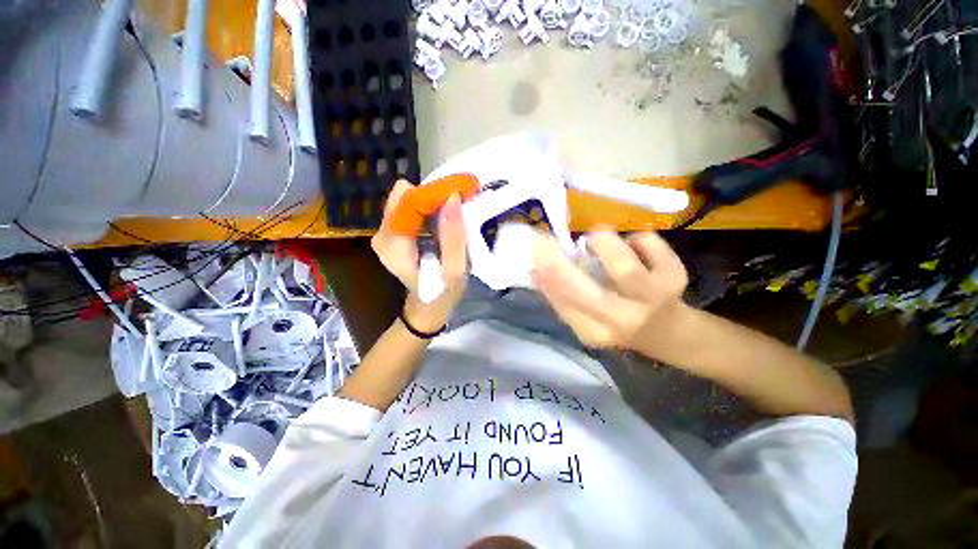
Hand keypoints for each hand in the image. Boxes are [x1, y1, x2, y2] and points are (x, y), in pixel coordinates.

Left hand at [371, 180, 467, 332]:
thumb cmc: (441, 294)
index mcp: (393, 244)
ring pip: (407, 200)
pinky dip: (428, 209)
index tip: (459, 191)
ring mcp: (385, 233)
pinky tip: (443, 218)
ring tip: (454, 210)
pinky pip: (409, 209)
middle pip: (405, 196)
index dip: (434, 193)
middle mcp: (382, 234)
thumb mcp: (454, 271)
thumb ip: (453, 237)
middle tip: (458, 202)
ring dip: (432, 202)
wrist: (426, 308)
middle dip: (434, 196)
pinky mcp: (392, 233)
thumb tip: (452, 197)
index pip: (408, 201)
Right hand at [532, 228, 688, 349]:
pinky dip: (634, 239)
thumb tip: (535, 270)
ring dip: (601, 242)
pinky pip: (647, 243)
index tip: (533, 252)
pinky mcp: (676, 277)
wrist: (669, 331)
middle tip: (547, 241)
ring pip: (622, 264)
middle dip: (560, 263)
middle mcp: (623, 320)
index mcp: (595, 332)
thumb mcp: (584, 318)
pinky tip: (633, 248)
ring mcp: (654, 299)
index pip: (564, 306)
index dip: (547, 277)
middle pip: (588, 291)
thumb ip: (559, 298)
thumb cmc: (617, 321)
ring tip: (596, 240)